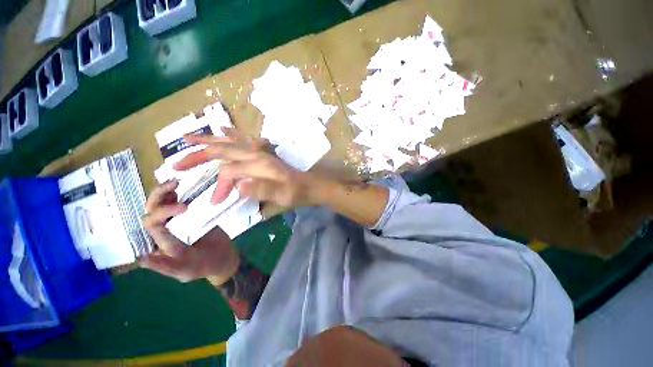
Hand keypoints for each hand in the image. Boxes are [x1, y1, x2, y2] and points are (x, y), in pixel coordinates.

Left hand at [140, 180, 239, 284]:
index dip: (163, 212)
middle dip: (159, 196)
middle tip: (176, 185)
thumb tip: (142, 258)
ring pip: (162, 202)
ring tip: (177, 181)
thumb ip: (166, 266)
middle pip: (152, 209)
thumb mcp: (186, 270)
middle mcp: (164, 229)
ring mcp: (177, 220)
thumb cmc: (204, 266)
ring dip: (165, 190)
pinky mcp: (190, 214)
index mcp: (160, 242)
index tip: (185, 207)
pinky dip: (178, 191)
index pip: (153, 224)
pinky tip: (184, 184)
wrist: (222, 257)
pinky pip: (179, 200)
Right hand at [173, 127, 320, 207]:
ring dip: (208, 141)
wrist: (311, 186)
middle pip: (223, 151)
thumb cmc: (298, 192)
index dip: (219, 187)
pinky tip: (223, 129)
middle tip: (176, 163)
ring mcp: (260, 152)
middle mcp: (257, 154)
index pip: (229, 173)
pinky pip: (244, 140)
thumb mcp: (283, 196)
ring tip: (188, 138)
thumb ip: (262, 189)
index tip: (215, 202)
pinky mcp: (264, 153)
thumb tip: (238, 185)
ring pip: (229, 142)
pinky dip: (230, 135)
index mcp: (259, 164)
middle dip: (199, 156)